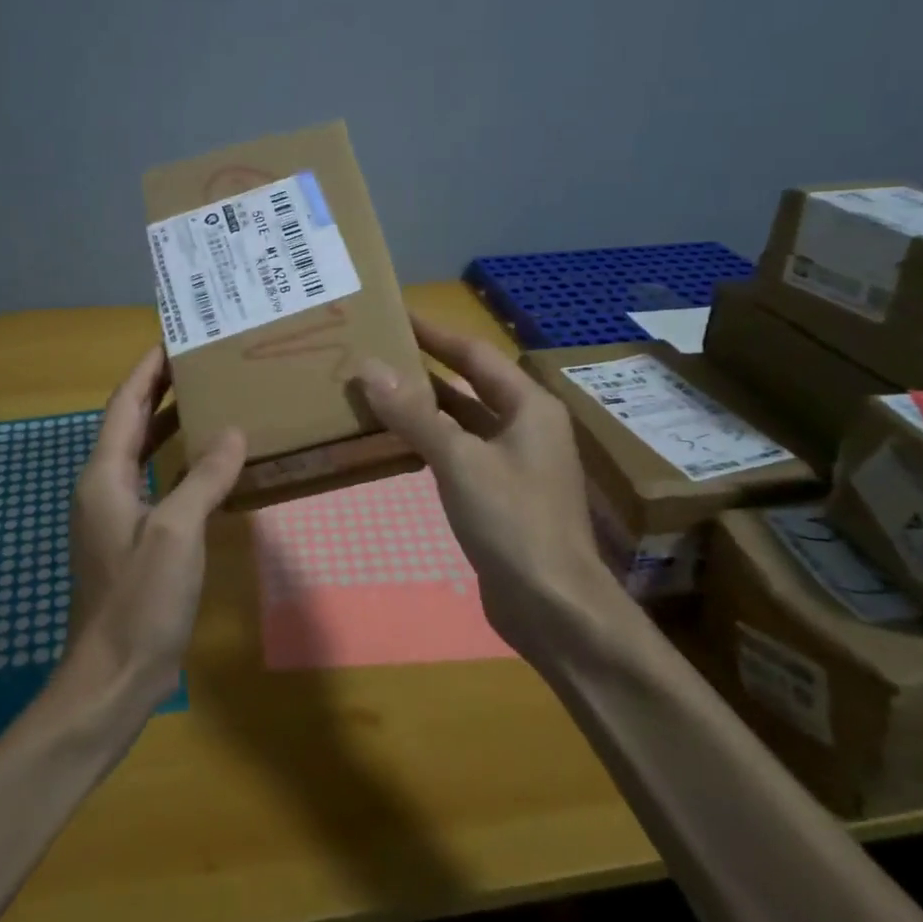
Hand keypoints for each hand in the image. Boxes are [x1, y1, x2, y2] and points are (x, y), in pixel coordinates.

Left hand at [63, 347, 246, 710]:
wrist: (112, 677)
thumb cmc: (140, 600)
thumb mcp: (176, 532)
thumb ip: (204, 477)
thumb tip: (233, 431)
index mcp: (104, 476)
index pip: (124, 405)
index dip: (147, 370)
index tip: (174, 339)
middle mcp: (103, 488)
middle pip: (129, 424)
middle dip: (159, 391)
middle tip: (199, 363)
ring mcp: (115, 517)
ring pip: (141, 454)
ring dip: (168, 425)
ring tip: (208, 400)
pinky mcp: (131, 541)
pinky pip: (154, 484)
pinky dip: (177, 464)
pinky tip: (208, 465)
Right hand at [354, 317, 624, 655]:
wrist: (553, 607)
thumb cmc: (512, 522)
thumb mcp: (459, 461)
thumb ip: (414, 414)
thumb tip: (369, 366)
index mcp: (529, 407)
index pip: (474, 354)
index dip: (435, 333)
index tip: (395, 315)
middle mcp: (526, 427)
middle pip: (470, 384)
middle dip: (426, 367)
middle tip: (378, 350)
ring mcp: (515, 462)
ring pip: (463, 420)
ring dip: (425, 405)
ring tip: (377, 388)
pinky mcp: (500, 494)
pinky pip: (460, 452)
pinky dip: (430, 440)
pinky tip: (398, 440)